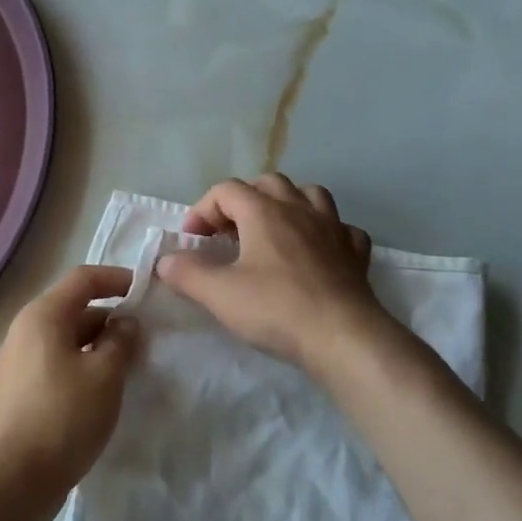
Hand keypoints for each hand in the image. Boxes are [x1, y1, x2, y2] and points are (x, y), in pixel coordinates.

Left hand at [0, 266, 137, 520]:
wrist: (13, 480)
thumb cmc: (63, 417)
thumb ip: (121, 341)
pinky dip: (82, 366)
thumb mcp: (105, 375)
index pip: (83, 279)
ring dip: (98, 346)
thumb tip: (125, 323)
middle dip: (110, 318)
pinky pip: (57, 363)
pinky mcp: (19, 391)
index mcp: (43, 315)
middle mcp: (25, 330)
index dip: (116, 279)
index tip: (146, 291)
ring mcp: (18, 362)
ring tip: (129, 366)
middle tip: (144, 338)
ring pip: (66, 339)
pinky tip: (102, 391)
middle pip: (73, 308)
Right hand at [156, 174, 387, 369]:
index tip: (192, 241)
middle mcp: (299, 209)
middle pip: (267, 183)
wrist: (343, 337)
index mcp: (264, 210)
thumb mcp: (219, 294)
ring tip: (273, 230)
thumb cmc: (276, 308)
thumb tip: (165, 261)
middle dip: (243, 200)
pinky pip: (341, 228)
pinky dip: (325, 233)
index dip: (202, 210)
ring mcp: (332, 228)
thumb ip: (186, 273)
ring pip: (309, 195)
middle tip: (229, 233)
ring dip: (287, 204)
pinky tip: (317, 251)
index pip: (225, 190)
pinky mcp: (355, 253)